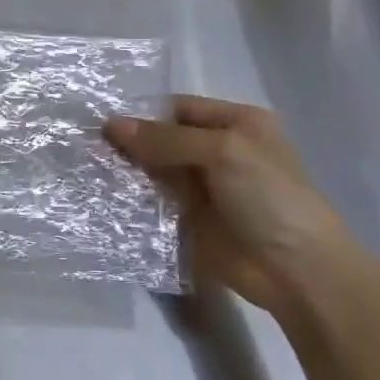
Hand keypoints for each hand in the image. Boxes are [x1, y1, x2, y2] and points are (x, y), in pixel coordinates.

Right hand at [107, 96, 361, 316]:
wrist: (297, 271)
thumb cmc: (269, 197)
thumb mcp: (222, 153)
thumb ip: (166, 139)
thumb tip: (111, 125)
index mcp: (236, 123)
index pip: (179, 108)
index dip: (143, 112)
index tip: (100, 117)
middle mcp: (219, 150)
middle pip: (164, 139)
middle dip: (129, 141)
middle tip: (82, 141)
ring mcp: (204, 188)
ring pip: (156, 171)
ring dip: (126, 170)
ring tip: (84, 164)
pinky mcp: (190, 221)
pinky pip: (155, 202)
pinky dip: (132, 198)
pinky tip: (101, 193)